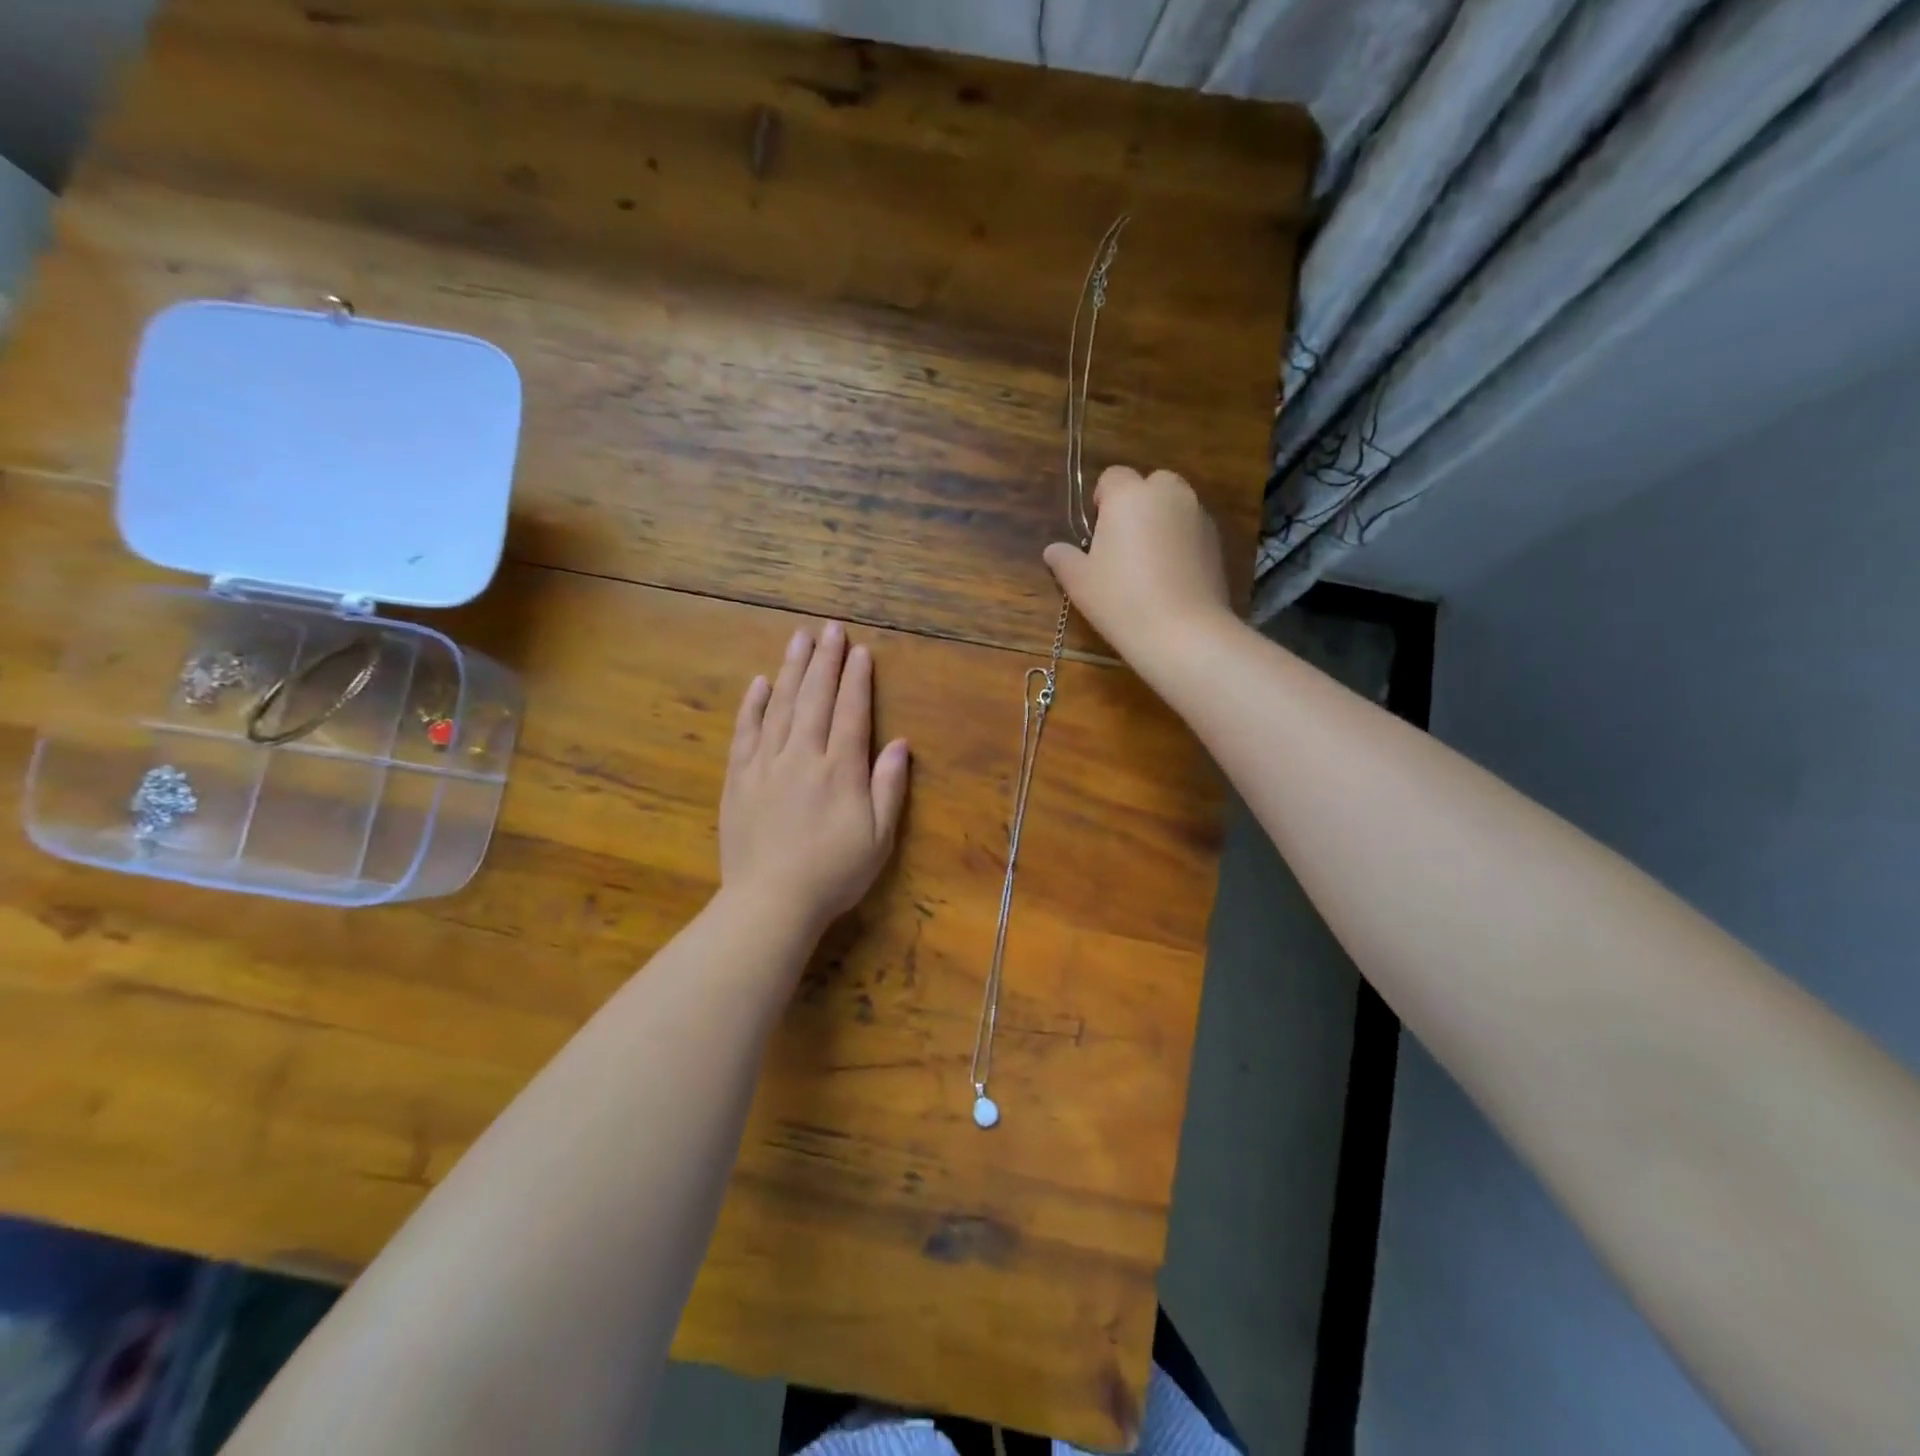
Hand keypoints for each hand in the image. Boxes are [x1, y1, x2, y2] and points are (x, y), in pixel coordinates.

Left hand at [720, 622, 910, 935]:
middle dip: (825, 661)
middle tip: (830, 629)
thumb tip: (899, 743)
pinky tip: (759, 682)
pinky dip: (753, 705)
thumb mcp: (879, 838)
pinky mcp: (738, 778)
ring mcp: (766, 765)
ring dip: (791, 670)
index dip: (856, 679)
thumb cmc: (833, 874)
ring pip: (780, 706)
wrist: (771, 902)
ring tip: (799, 639)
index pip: (850, 712)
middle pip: (815, 698)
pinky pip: (745, 732)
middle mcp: (803, 756)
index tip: (860, 651)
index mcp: (840, 770)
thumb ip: (889, 787)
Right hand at [1043, 466, 1232, 666]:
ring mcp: (1197, 515)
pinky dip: (1181, 541)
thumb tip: (1053, 550)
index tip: (1097, 533)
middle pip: (1150, 484)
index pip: (1112, 477)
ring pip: (1174, 505)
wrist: (1182, 631)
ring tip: (1150, 562)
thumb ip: (1064, 559)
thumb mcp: (1080, 582)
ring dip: (1161, 521)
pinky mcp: (1217, 540)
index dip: (1102, 501)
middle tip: (1124, 545)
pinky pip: (1192, 528)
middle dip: (1137, 504)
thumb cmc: (1121, 599)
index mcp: (1129, 495)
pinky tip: (1172, 576)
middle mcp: (1168, 494)